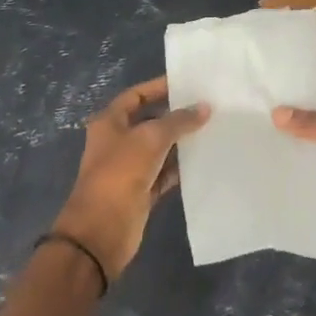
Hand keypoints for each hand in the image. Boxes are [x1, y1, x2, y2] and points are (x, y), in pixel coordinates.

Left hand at [54, 76, 208, 283]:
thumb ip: (178, 121)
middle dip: (175, 115)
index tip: (188, 83)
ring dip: (181, 142)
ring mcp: (130, 168)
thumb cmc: (120, 173)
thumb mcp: (150, 139)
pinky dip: (181, 167)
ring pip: (160, 148)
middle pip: (150, 121)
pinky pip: (165, 173)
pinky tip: (204, 160)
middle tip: (207, 106)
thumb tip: (204, 107)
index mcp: (110, 122)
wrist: (101, 231)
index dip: (159, 87)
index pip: (137, 95)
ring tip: (213, 129)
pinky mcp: (142, 192)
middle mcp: (118, 141)